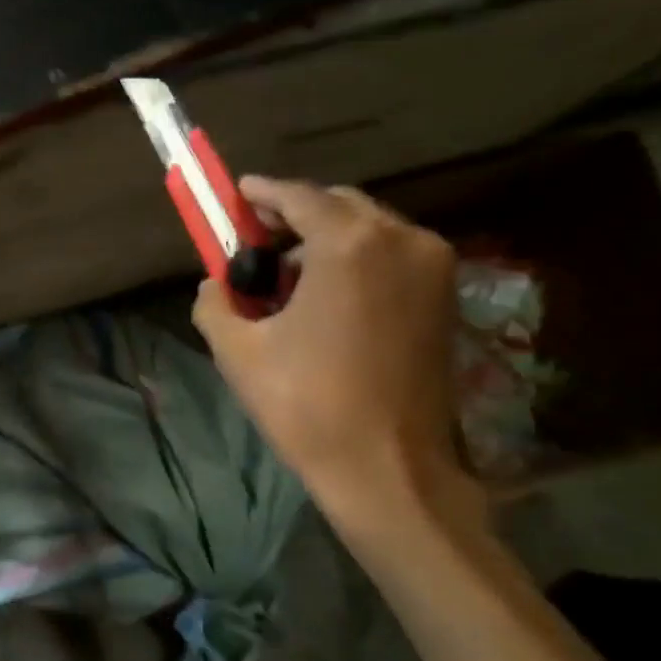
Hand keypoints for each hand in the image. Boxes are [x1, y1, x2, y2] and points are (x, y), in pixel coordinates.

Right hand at [193, 177, 473, 525]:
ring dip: (326, 239)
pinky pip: (392, 256)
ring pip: (369, 230)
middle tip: (257, 240)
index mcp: (349, 245)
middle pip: (338, 205)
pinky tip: (326, 296)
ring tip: (288, 276)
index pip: (298, 196)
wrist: (387, 467)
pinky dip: (356, 260)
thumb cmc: (305, 403)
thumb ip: (216, 302)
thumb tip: (216, 284)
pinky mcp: (445, 298)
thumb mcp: (237, 351)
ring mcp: (433, 268)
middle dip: (295, 215)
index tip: (237, 194)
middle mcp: (401, 240)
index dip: (262, 193)